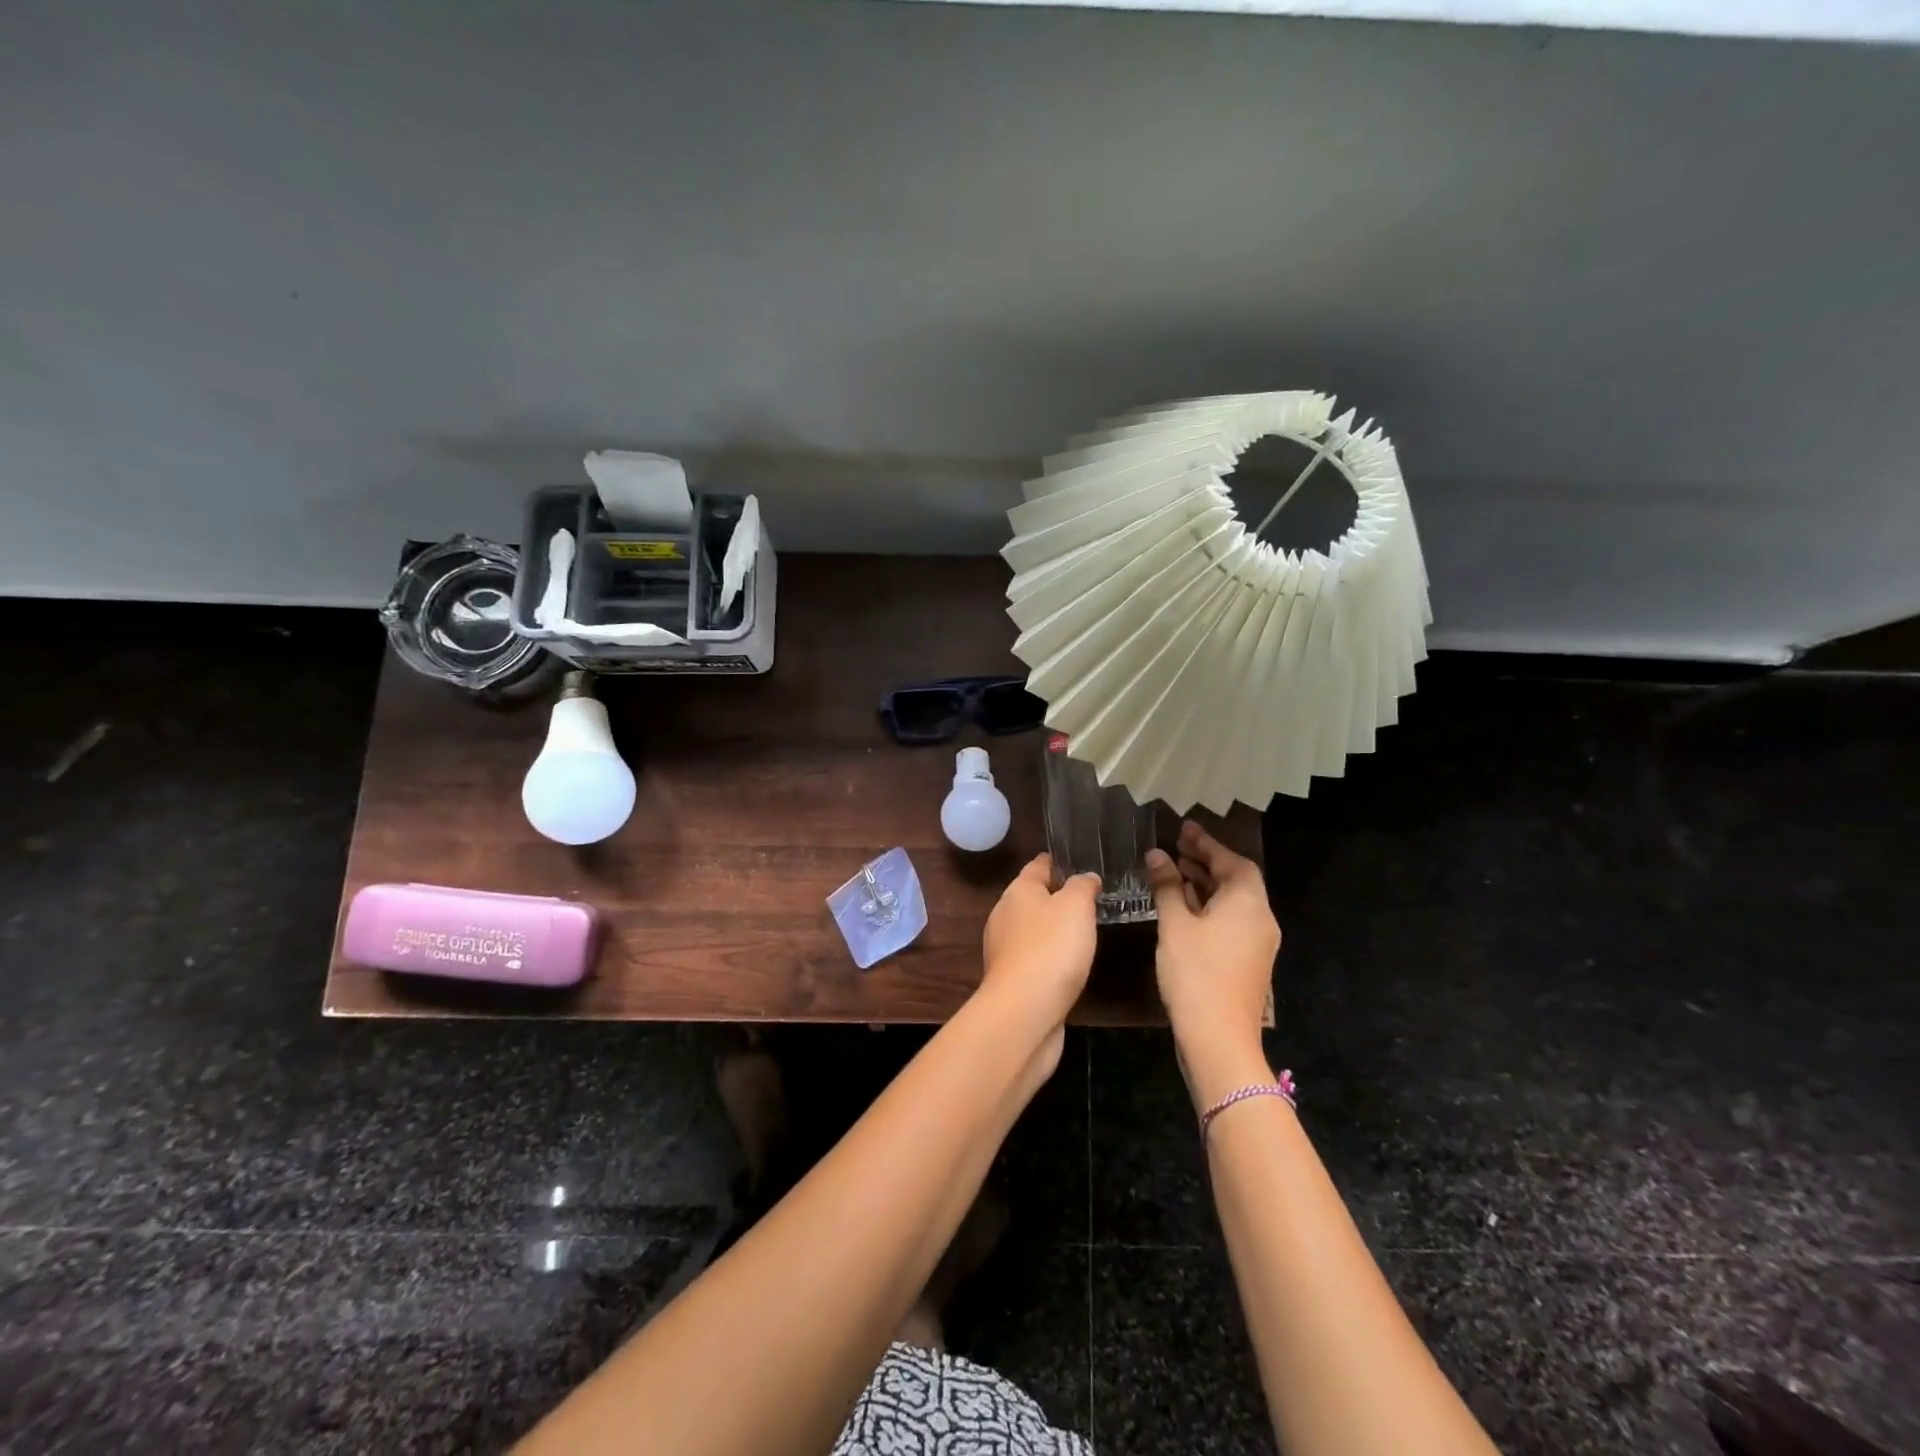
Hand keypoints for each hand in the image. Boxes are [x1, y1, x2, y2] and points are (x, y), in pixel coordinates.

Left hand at [979, 854, 1099, 1042]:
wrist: (1024, 1013)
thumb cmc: (1051, 949)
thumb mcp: (1076, 906)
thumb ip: (1082, 886)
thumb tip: (1085, 878)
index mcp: (1018, 891)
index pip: (1038, 865)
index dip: (1058, 862)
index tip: (1080, 860)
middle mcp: (1005, 915)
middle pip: (1033, 897)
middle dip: (1057, 896)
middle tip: (1090, 898)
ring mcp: (1005, 949)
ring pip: (1033, 929)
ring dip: (1054, 929)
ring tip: (1084, 930)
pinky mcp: (1012, 980)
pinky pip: (1035, 957)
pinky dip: (1050, 956)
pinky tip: (1068, 965)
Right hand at [1145, 822, 1280, 1101]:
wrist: (1219, 1038)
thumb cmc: (1195, 974)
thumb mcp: (1175, 925)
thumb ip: (1167, 886)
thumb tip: (1157, 855)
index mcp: (1248, 903)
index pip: (1232, 861)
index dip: (1207, 844)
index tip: (1183, 829)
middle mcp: (1260, 918)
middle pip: (1236, 879)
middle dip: (1207, 861)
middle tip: (1176, 847)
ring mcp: (1257, 942)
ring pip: (1233, 901)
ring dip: (1207, 884)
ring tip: (1175, 871)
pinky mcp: (1249, 960)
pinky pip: (1231, 920)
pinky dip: (1210, 906)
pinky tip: (1185, 906)